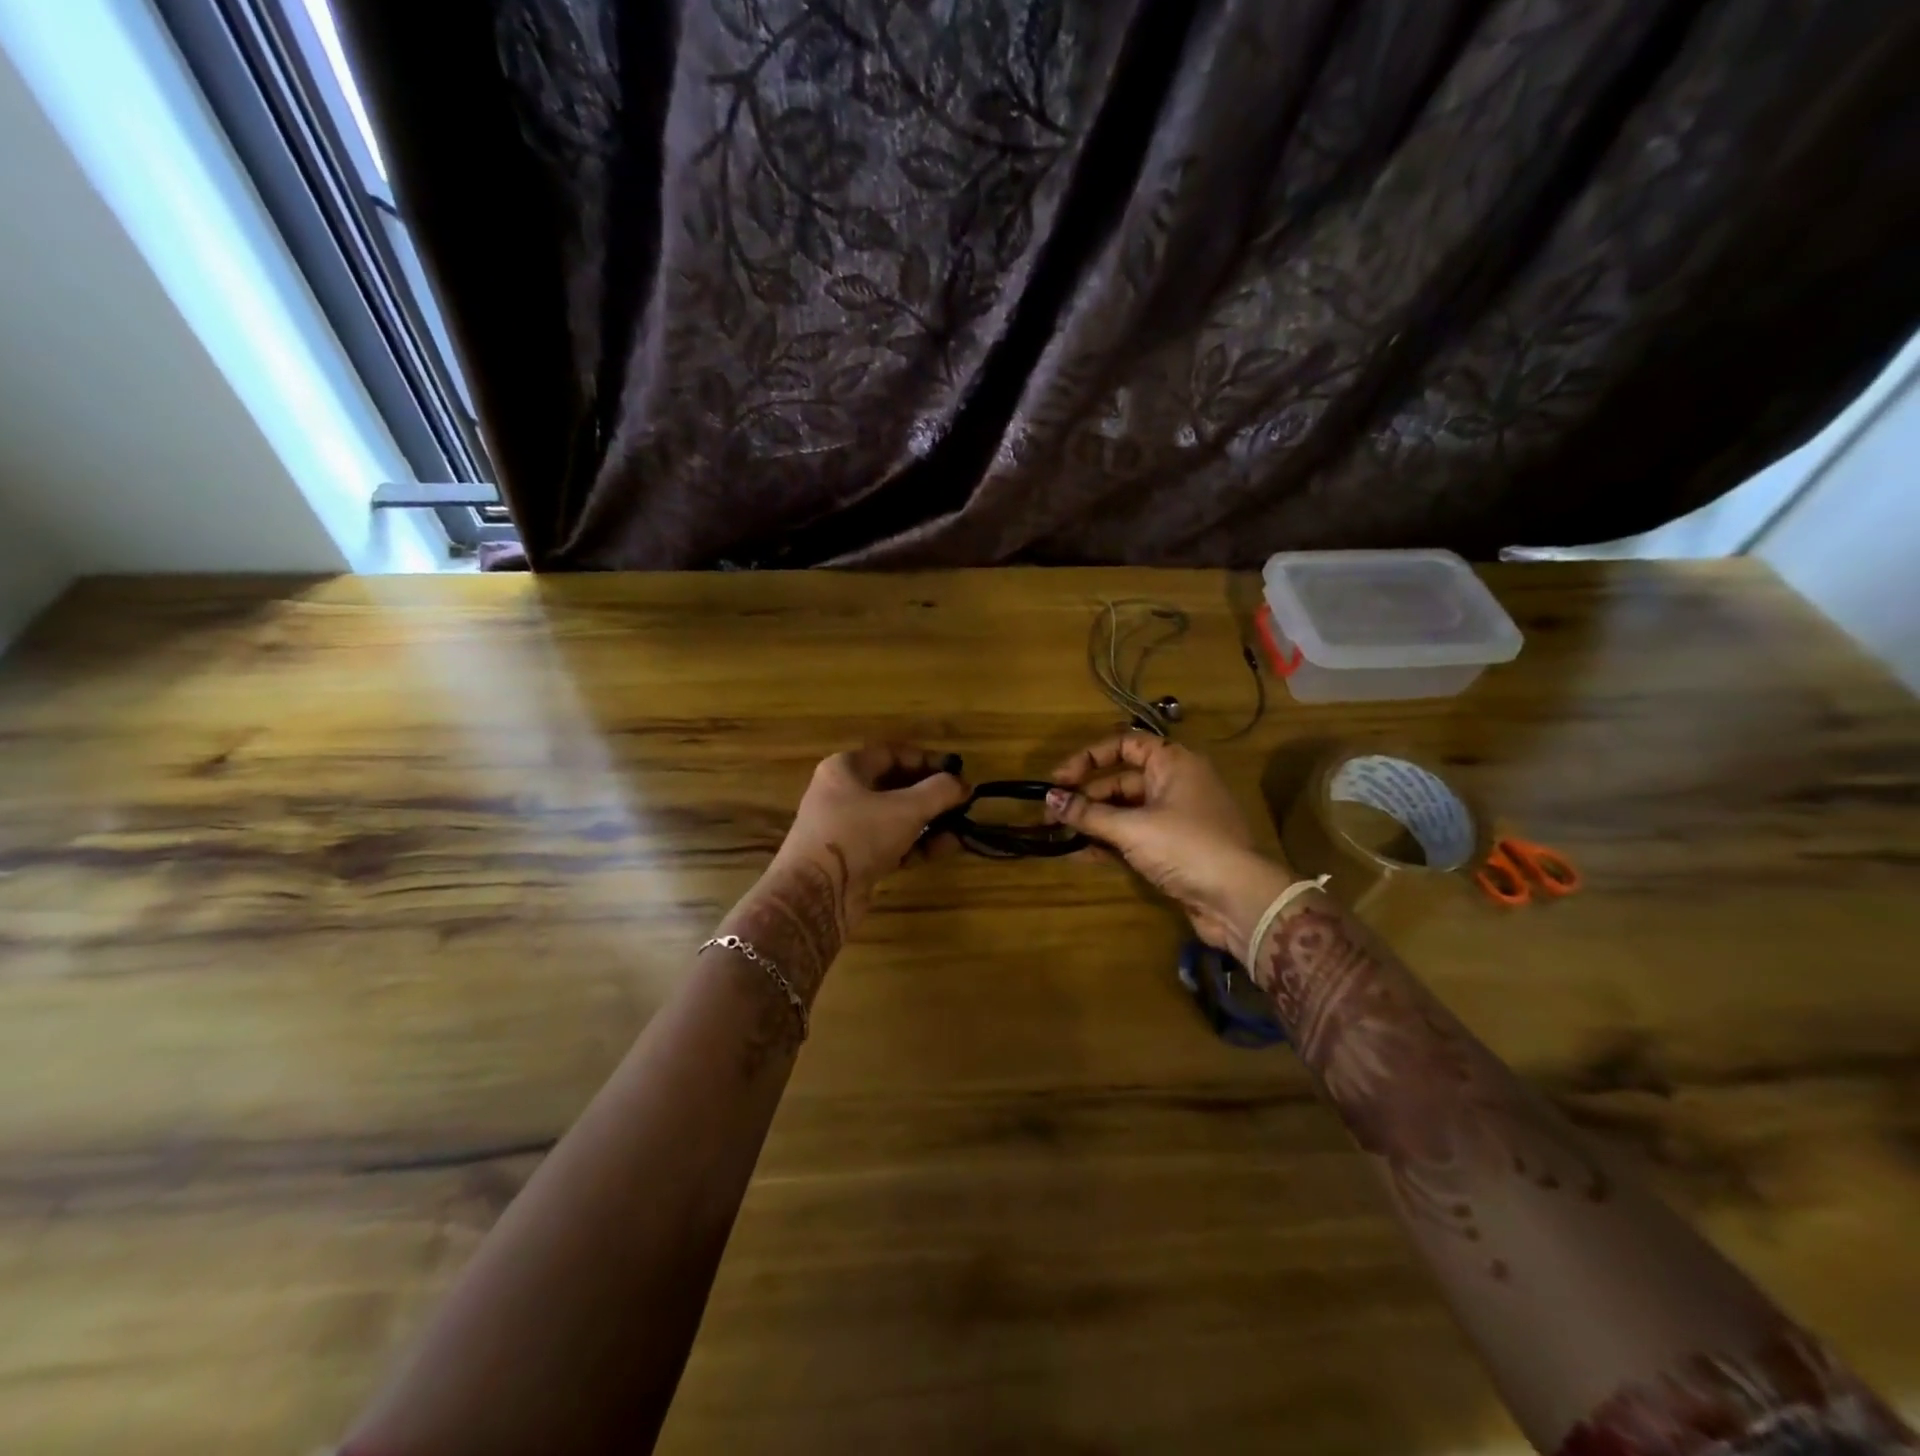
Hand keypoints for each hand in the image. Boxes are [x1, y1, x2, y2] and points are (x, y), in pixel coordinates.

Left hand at [778, 744, 968, 924]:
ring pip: (895, 817)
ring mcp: (847, 828)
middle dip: (931, 795)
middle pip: (895, 786)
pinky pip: (891, 843)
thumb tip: (963, 784)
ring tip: (962, 828)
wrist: (816, 895)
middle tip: (963, 802)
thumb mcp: (906, 809)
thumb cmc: (858, 836)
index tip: (958, 771)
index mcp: (845, 769)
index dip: (927, 761)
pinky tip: (946, 848)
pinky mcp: (854, 858)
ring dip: (929, 822)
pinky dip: (917, 844)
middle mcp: (843, 793)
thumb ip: (939, 792)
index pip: (892, 754)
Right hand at [1045, 733, 1292, 952]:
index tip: (1059, 779)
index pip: (1125, 744)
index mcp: (1173, 763)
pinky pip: (1134, 836)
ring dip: (1093, 821)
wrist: (1238, 899)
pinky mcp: (1174, 848)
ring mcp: (1176, 817)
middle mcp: (1175, 783)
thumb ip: (1088, 813)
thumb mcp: (1132, 828)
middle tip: (1051, 814)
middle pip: (1121, 780)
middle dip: (1085, 796)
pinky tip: (1079, 854)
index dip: (1089, 757)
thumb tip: (1049, 799)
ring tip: (1058, 835)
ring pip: (1125, 811)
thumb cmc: (1185, 847)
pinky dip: (1109, 842)